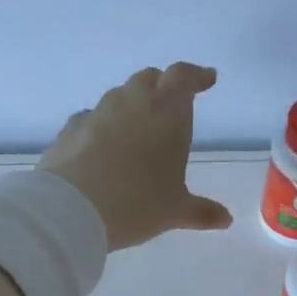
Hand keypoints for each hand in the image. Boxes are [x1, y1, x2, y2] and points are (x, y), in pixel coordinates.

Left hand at [38, 63, 233, 250]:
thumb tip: (226, 219)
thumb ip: (202, 212)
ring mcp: (97, 113)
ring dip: (131, 104)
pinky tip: (101, 144)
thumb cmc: (136, 204)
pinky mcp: (70, 129)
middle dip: (163, 86)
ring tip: (137, 127)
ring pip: (119, 96)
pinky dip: (102, 125)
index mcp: (166, 113)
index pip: (183, 77)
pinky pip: (91, 118)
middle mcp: (132, 103)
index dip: (197, 76)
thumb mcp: (174, 212)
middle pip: (149, 78)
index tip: (207, 79)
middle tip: (171, 103)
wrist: (71, 209)